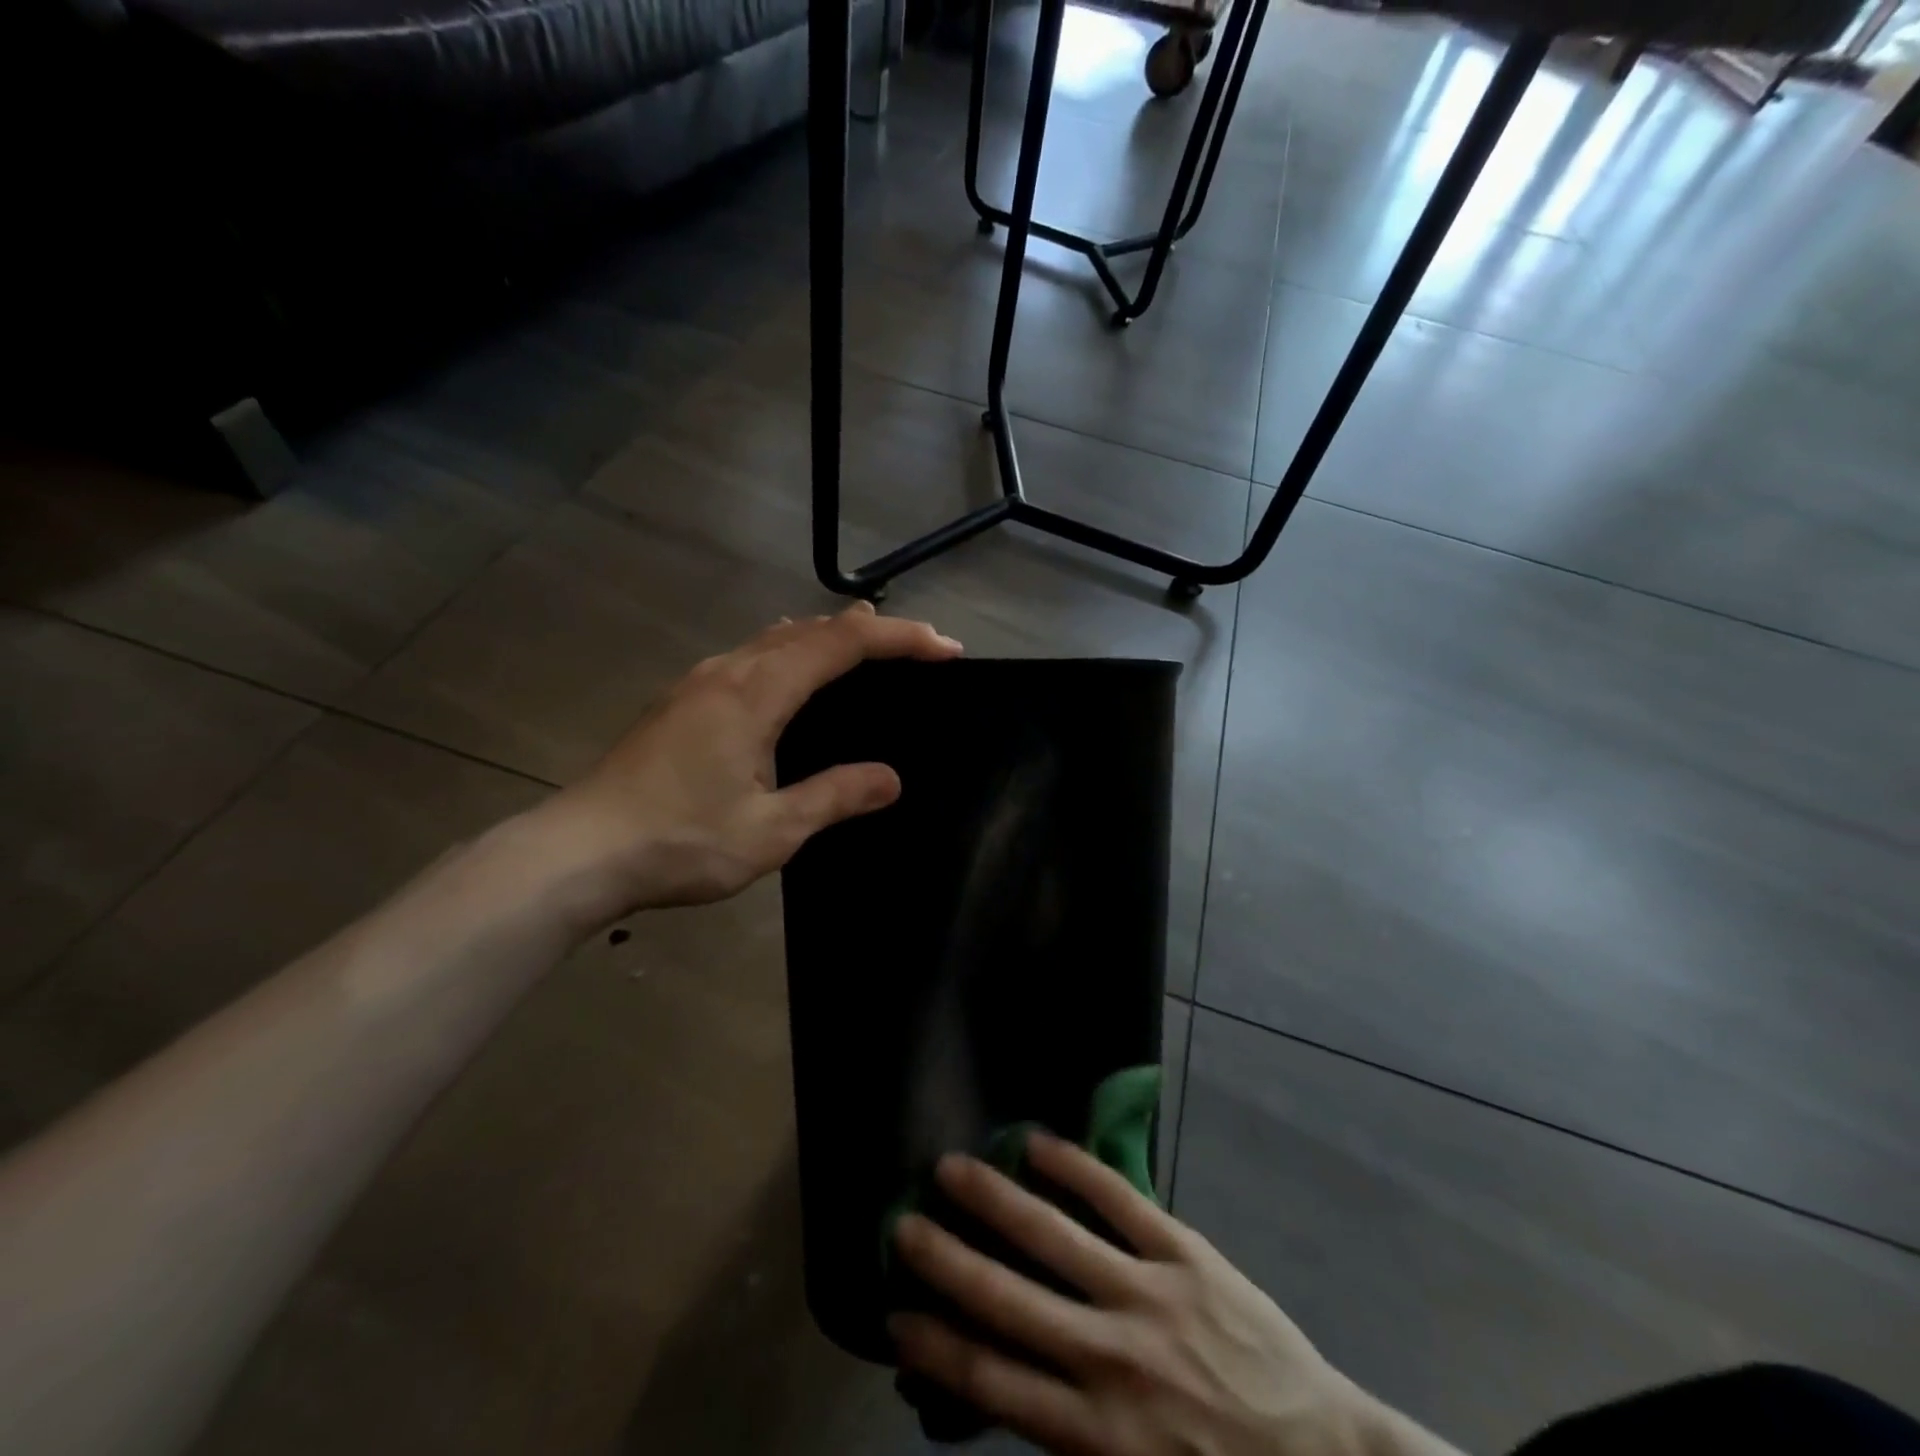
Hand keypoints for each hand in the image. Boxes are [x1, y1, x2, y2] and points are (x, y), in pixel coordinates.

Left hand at [539, 603, 961, 917]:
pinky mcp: (681, 702)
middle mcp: (728, 672)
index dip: (899, 638)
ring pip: (775, 638)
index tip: (945, 648)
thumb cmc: (679, 841)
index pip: (842, 644)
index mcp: (756, 693)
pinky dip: (791, 652)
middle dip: (870, 630)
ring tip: (865, 647)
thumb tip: (890, 778)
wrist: (577, 853)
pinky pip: (751, 656)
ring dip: (827, 636)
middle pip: (810, 628)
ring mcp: (698, 683)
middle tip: (917, 647)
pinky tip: (791, 676)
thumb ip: (834, 796)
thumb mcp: (771, 829)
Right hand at [890, 1133, 1460, 1455]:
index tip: (894, 1314)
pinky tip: (1037, 1143)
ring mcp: (1148, 1296)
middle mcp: (1109, 1360)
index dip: (936, 1345)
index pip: (991, 1381)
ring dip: (996, 1201)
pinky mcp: (1185, 1253)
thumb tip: (998, 1388)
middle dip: (947, 1261)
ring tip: (952, 1169)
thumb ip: (1066, 1441)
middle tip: (901, 1223)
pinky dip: (1074, 1169)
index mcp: (1094, 1436)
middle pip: (1008, 1300)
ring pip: (1054, 1237)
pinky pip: (1119, 1200)